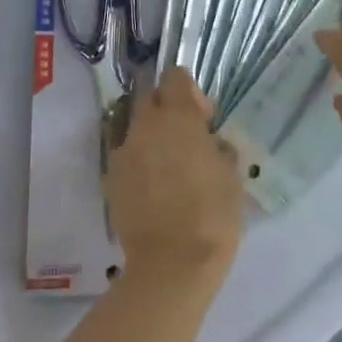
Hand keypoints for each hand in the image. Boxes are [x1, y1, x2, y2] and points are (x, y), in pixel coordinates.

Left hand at [108, 68, 243, 290]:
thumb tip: (208, 141)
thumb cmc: (212, 216)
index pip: (174, 77)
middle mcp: (145, 126)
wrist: (171, 265)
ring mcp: (123, 151)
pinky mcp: (110, 178)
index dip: (190, 91)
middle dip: (166, 108)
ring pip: (134, 127)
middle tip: (185, 138)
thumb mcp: (232, 176)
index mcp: (178, 118)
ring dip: (150, 136)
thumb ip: (218, 147)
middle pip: (149, 97)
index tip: (203, 118)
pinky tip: (152, 188)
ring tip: (168, 166)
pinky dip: (138, 162)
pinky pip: (125, 156)